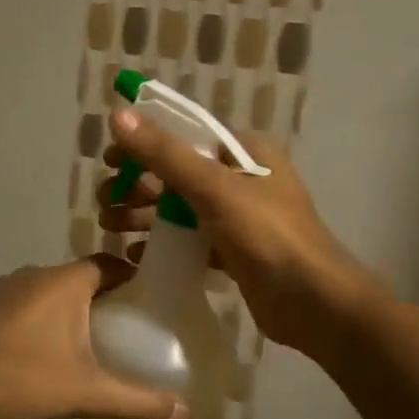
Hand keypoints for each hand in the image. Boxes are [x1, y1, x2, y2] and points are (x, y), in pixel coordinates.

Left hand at [0, 258, 191, 418]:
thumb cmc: (20, 380)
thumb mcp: (86, 394)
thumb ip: (137, 401)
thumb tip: (185, 414)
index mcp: (64, 282)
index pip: (109, 264)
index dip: (132, 278)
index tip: (150, 300)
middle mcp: (32, 274)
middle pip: (79, 280)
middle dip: (102, 302)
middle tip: (123, 332)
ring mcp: (0, 289)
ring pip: (46, 294)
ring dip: (66, 314)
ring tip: (83, 348)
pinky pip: (20, 308)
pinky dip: (36, 324)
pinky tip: (36, 357)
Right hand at [97, 108, 379, 356]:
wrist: (313, 303)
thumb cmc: (267, 236)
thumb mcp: (213, 188)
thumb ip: (165, 153)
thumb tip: (118, 115)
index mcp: (246, 152)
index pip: (185, 136)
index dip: (144, 144)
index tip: (109, 161)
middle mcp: (243, 179)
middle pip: (178, 173)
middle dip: (138, 185)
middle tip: (105, 202)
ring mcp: (239, 217)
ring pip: (181, 208)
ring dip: (144, 214)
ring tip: (110, 226)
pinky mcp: (235, 252)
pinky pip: (190, 239)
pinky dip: (163, 242)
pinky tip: (136, 254)